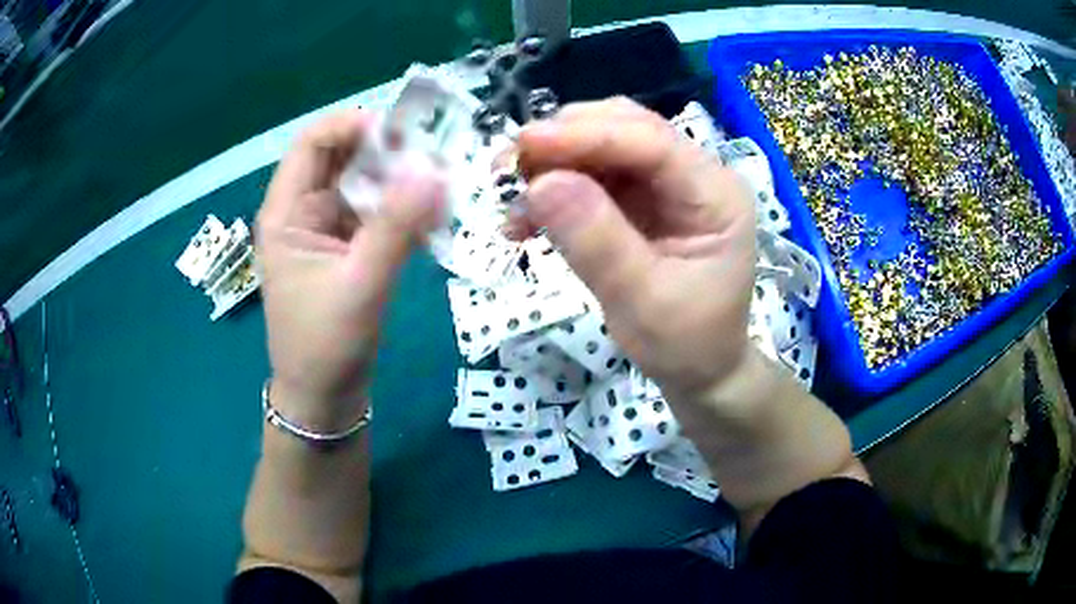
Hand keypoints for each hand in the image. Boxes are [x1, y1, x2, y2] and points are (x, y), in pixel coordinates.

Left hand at [257, 109, 444, 428]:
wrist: (323, 399)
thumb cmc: (325, 347)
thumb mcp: (360, 286)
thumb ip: (396, 228)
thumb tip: (435, 171)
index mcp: (286, 212)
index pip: (312, 143)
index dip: (353, 126)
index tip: (401, 135)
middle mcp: (303, 211)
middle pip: (342, 157)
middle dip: (386, 151)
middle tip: (434, 157)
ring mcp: (326, 229)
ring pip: (364, 183)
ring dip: (400, 180)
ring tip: (441, 185)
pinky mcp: (347, 248)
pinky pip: (376, 212)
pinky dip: (402, 208)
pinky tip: (431, 216)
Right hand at [512, 98, 756, 397]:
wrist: (698, 370)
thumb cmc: (685, 343)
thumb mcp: (643, 303)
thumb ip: (597, 243)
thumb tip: (542, 184)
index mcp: (716, 195)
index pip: (652, 142)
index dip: (587, 135)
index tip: (525, 144)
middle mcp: (695, 176)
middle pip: (626, 129)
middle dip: (563, 141)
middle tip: (506, 169)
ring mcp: (667, 184)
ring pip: (603, 146)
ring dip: (552, 162)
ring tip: (509, 198)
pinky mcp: (640, 199)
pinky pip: (591, 176)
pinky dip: (554, 188)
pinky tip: (525, 218)